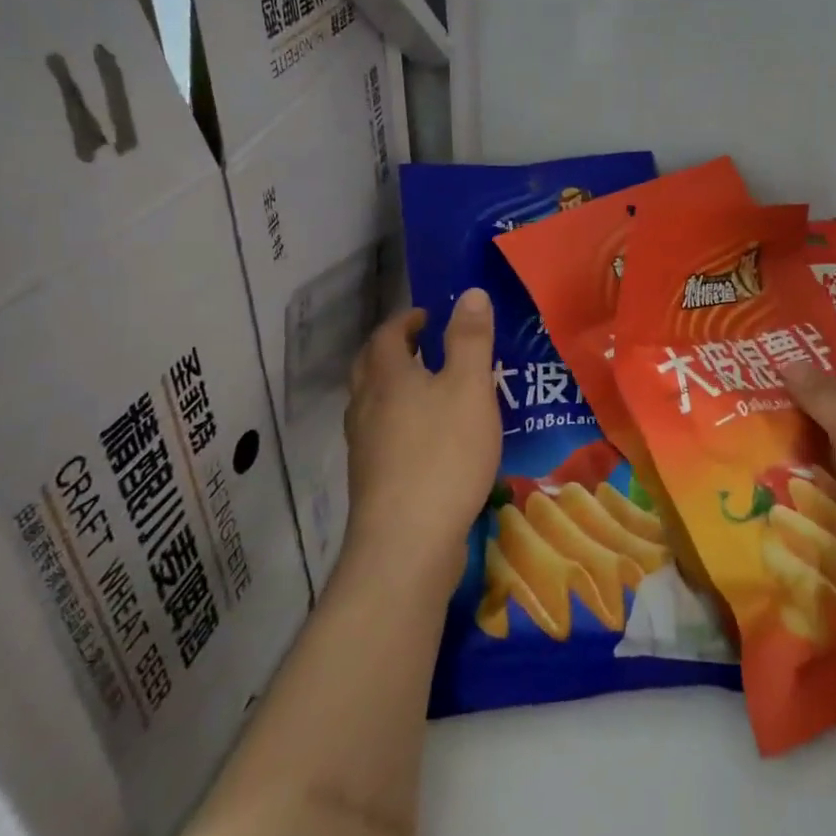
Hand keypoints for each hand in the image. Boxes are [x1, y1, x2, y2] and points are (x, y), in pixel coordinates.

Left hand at [341, 291, 501, 593]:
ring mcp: (363, 447)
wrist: (407, 541)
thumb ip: (471, 339)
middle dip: (394, 350)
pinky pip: (382, 436)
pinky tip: (428, 440)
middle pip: (370, 367)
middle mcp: (365, 406)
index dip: (407, 320)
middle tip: (424, 346)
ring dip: (394, 387)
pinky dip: (399, 422)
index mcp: (387, 376)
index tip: (429, 316)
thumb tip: (471, 293)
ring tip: (429, 389)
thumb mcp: (469, 387)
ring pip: (372, 404)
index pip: (388, 334)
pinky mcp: (372, 480)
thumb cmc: (443, 453)